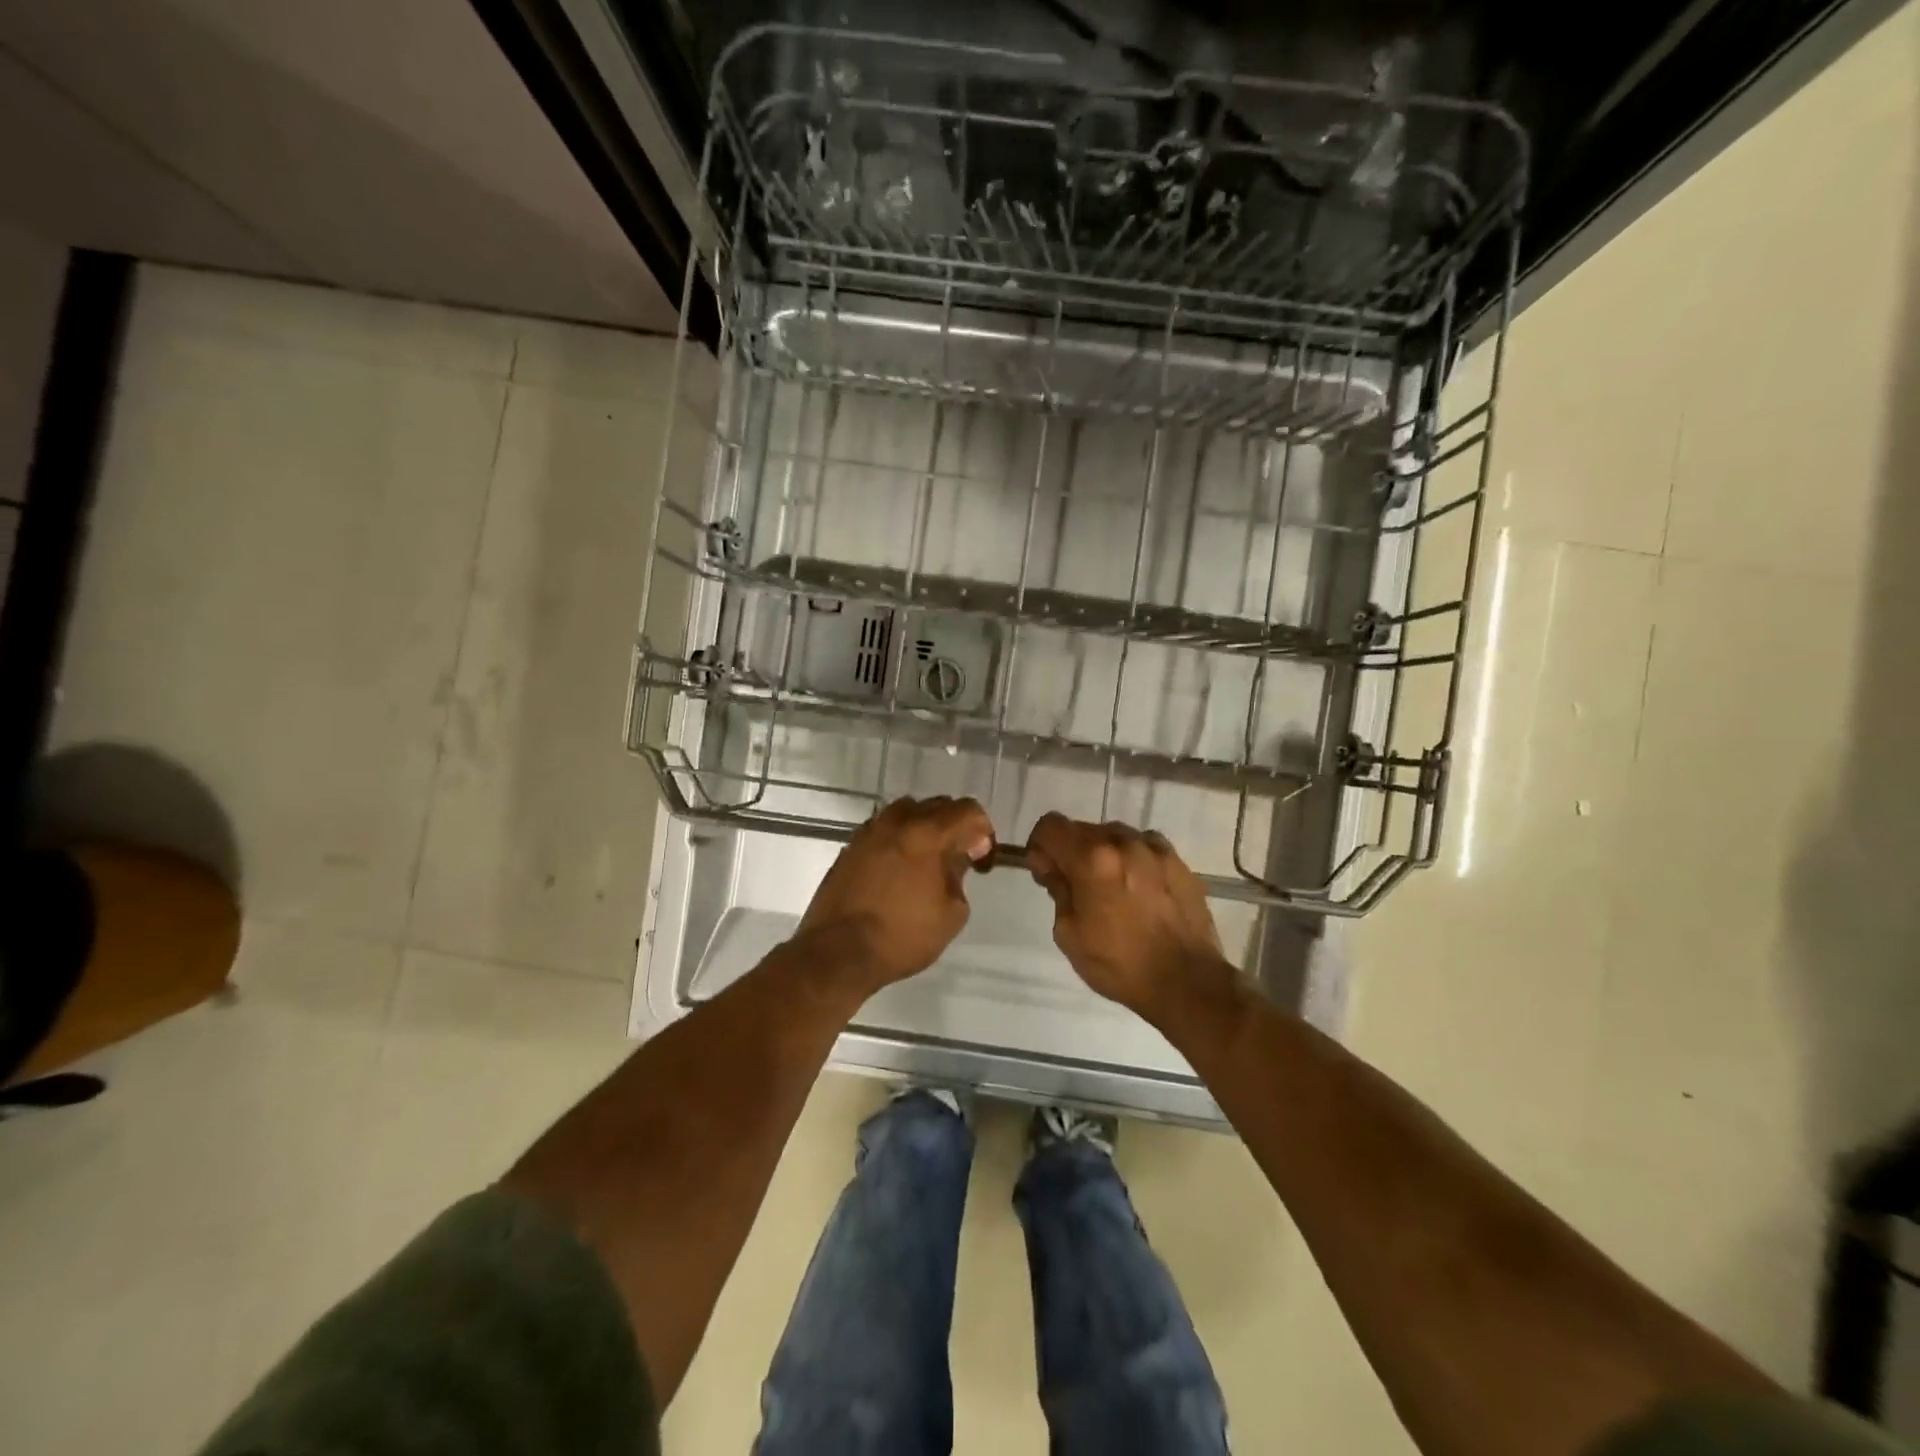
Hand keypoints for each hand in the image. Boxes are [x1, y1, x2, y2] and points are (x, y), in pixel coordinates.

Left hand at [799, 796, 995, 991]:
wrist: (838, 953)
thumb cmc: (902, 937)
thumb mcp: (951, 913)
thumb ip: (959, 876)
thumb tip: (955, 859)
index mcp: (926, 833)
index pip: (967, 810)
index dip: (983, 830)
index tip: (980, 858)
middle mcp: (896, 822)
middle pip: (936, 805)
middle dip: (954, 826)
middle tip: (958, 857)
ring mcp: (868, 832)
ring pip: (905, 813)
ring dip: (923, 829)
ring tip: (926, 861)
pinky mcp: (849, 848)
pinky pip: (882, 830)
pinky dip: (898, 840)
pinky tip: (899, 870)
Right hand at [1025, 813, 1229, 1020]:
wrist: (1186, 982)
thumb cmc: (1119, 964)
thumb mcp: (1069, 934)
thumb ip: (1057, 890)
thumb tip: (1053, 868)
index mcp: (1091, 859)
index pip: (1050, 825)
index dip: (1040, 846)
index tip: (1047, 873)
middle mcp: (1123, 842)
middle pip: (1082, 829)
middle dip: (1071, 852)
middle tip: (1076, 887)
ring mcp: (1154, 848)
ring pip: (1114, 836)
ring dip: (1103, 854)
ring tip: (1112, 890)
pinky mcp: (1178, 861)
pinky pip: (1144, 846)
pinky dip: (1133, 859)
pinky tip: (1139, 890)